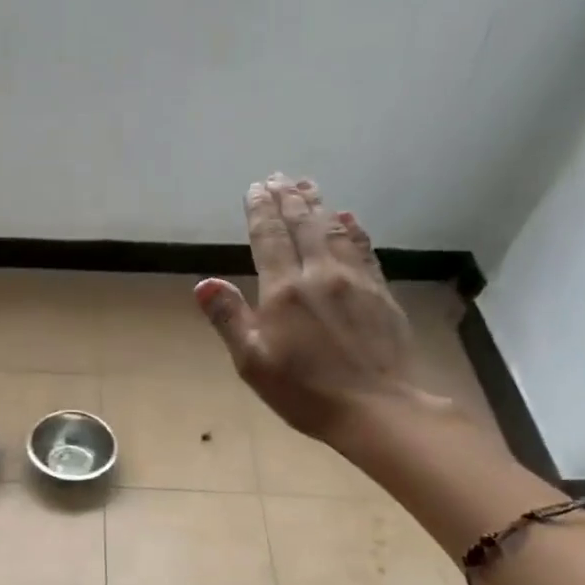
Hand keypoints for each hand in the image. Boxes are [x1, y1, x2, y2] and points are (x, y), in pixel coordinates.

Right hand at [195, 174, 427, 444]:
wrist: (375, 407)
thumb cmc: (303, 391)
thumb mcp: (253, 362)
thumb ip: (229, 319)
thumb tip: (204, 283)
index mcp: (284, 291)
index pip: (269, 239)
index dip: (260, 212)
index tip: (255, 188)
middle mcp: (320, 275)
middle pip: (303, 226)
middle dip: (288, 199)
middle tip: (279, 177)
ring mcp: (355, 281)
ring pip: (334, 231)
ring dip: (318, 206)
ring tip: (308, 186)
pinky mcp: (380, 293)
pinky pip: (364, 249)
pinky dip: (352, 228)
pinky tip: (348, 218)